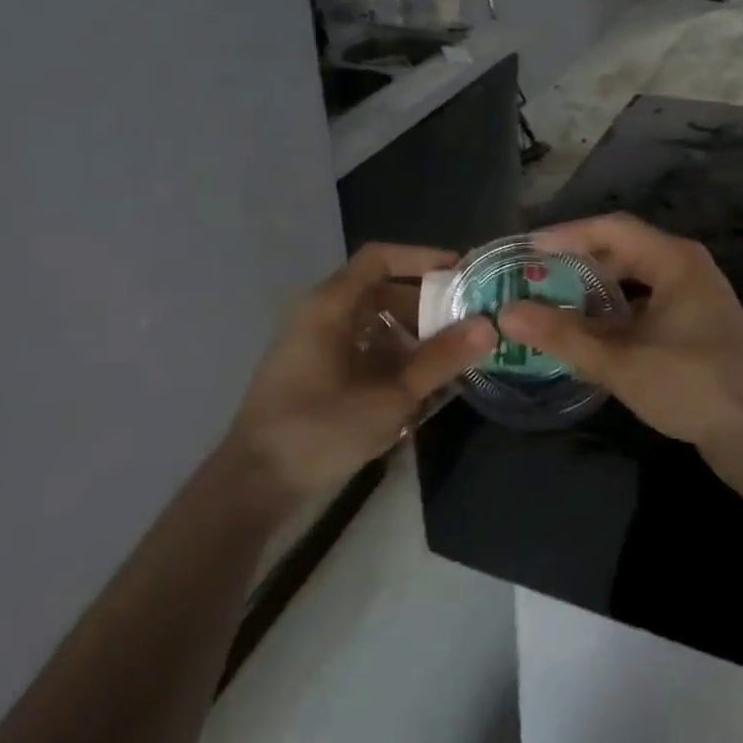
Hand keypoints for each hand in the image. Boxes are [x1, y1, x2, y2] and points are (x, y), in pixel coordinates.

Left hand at [227, 243, 494, 500]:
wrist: (254, 484)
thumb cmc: (320, 428)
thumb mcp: (390, 396)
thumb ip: (440, 360)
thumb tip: (488, 325)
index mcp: (331, 305)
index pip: (380, 258)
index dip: (422, 259)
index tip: (461, 273)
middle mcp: (321, 315)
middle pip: (381, 291)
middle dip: (425, 305)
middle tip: (465, 323)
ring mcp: (315, 345)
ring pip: (373, 323)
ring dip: (412, 335)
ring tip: (449, 359)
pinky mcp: (315, 373)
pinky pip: (362, 349)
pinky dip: (392, 358)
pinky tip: (417, 387)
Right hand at [497, 214, 742, 451]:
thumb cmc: (692, 385)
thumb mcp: (620, 361)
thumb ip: (562, 336)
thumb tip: (507, 314)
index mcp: (674, 260)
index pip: (611, 228)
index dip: (566, 235)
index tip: (527, 250)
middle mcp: (686, 268)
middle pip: (623, 249)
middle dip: (578, 261)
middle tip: (536, 276)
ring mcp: (695, 297)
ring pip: (635, 279)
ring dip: (595, 288)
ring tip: (554, 302)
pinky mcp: (696, 325)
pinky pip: (646, 303)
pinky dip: (615, 311)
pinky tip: (590, 333)